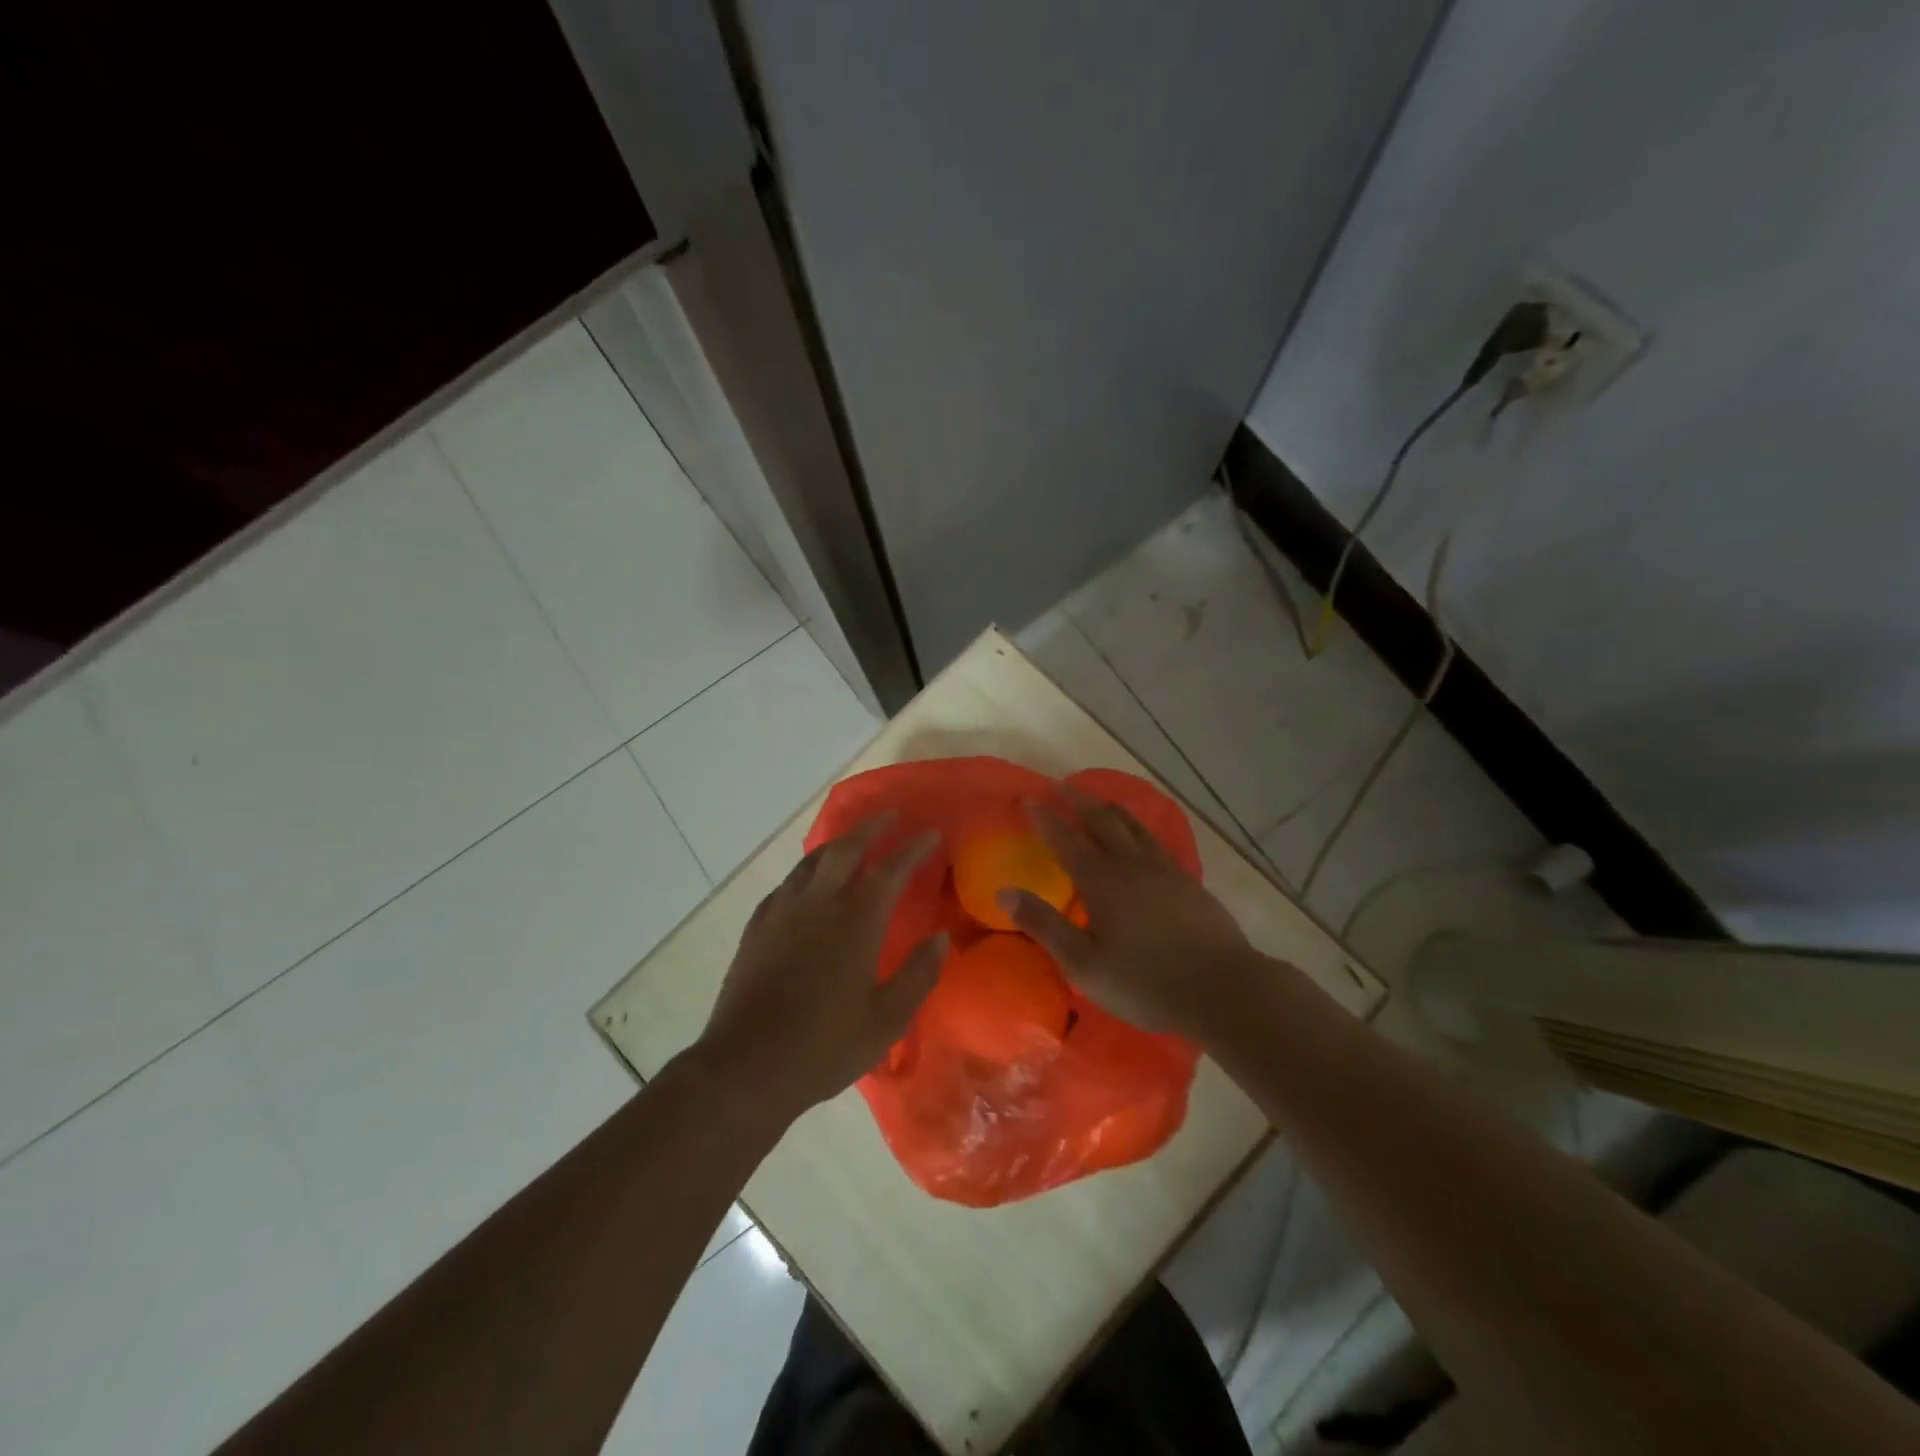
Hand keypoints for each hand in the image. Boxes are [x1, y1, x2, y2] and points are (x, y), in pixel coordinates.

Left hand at [699, 813, 945, 1121]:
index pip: (890, 870)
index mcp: (854, 922)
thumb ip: (918, 974)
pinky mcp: (756, 928)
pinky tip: (807, 885)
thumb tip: (940, 939)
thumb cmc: (825, 1046)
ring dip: (836, 844)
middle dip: (871, 828)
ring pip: (812, 861)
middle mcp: (818, 904)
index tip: (930, 833)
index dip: (912, 849)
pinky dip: (806, 872)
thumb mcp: (887, 1020)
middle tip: (891, 816)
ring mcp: (781, 913)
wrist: (747, 1066)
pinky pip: (787, 884)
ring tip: (851, 842)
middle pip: (845, 849)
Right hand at [998, 788, 1252, 1040]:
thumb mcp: (1084, 964)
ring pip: (1133, 826)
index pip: (1066, 839)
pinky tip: (1142, 836)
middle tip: (1061, 786)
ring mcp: (1165, 870)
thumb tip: (1004, 893)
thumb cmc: (1145, 982)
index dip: (1045, 818)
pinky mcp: (1188, 882)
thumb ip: (1044, 925)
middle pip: (1102, 821)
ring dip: (1110, 808)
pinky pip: (1156, 841)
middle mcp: (1132, 865)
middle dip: (1078, 801)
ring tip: (1098, 799)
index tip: (1027, 799)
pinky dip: (1139, 828)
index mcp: (1102, 881)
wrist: (1223, 988)